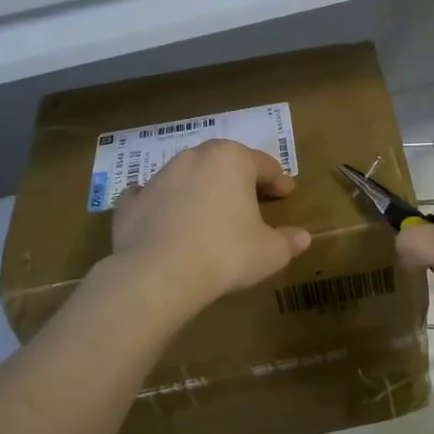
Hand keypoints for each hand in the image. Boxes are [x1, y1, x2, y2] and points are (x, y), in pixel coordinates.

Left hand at [109, 140, 311, 312]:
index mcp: (232, 160)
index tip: (287, 193)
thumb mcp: (270, 252)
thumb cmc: (226, 254)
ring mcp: (158, 178)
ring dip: (201, 190)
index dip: (279, 179)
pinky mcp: (130, 203)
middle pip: (224, 162)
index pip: (264, 165)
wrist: (158, 275)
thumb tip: (302, 238)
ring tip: (210, 213)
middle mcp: (194, 158)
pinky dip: (160, 204)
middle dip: (238, 178)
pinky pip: (150, 197)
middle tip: (251, 198)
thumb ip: (288, 241)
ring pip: (187, 176)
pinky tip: (164, 218)